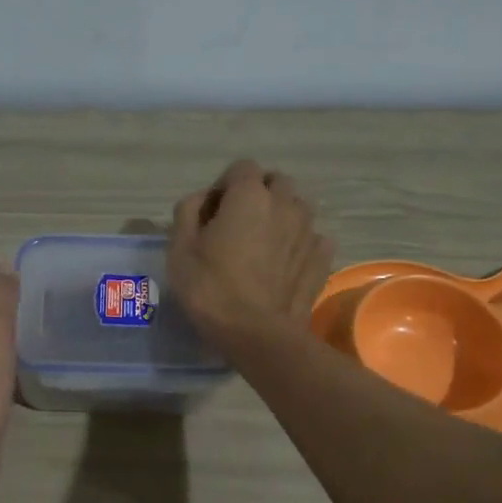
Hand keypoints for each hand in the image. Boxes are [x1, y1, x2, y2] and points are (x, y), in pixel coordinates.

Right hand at [168, 160, 332, 351]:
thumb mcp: (180, 248)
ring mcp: (308, 231)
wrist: (257, 334)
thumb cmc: (211, 289)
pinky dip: (300, 242)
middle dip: (257, 194)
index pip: (241, 168)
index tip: (212, 213)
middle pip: (275, 182)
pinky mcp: (322, 258)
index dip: (224, 186)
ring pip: (297, 207)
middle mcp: (285, 204)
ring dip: (280, 216)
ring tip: (262, 244)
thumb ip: (188, 211)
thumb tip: (202, 200)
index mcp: (249, 195)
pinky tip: (284, 263)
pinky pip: (313, 237)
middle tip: (238, 225)